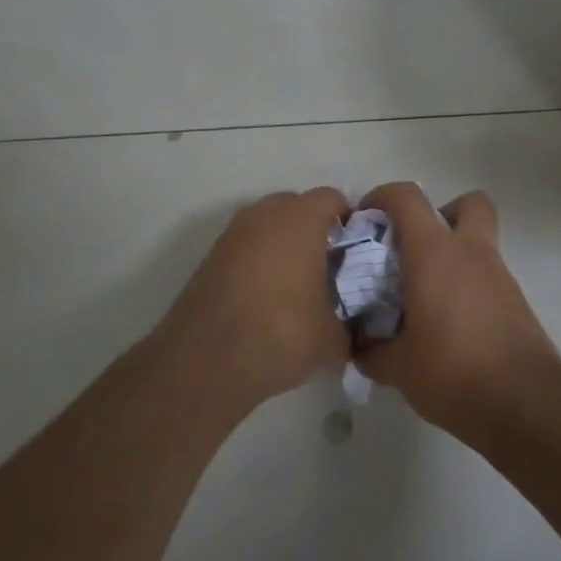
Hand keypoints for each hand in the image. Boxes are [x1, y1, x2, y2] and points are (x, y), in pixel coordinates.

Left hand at [160, 187, 351, 407]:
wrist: (206, 362)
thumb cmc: (281, 334)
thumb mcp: (332, 338)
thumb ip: (349, 323)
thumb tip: (351, 327)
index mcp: (300, 220)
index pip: (331, 198)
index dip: (346, 220)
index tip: (353, 249)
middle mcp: (264, 215)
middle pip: (295, 206)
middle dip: (311, 228)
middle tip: (325, 265)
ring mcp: (232, 234)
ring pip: (266, 225)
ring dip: (280, 244)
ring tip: (293, 284)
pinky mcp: (209, 258)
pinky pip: (244, 247)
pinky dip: (255, 261)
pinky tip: (262, 297)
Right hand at [354, 183, 558, 438]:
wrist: (524, 402)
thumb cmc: (452, 372)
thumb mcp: (398, 368)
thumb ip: (373, 351)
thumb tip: (361, 346)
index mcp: (434, 253)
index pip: (407, 198)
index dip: (383, 196)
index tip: (366, 218)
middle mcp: (470, 252)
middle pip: (467, 203)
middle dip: (441, 213)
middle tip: (416, 247)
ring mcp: (499, 275)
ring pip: (480, 241)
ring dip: (455, 254)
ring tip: (428, 294)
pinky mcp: (516, 301)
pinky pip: (488, 276)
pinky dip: (469, 285)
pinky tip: (451, 323)